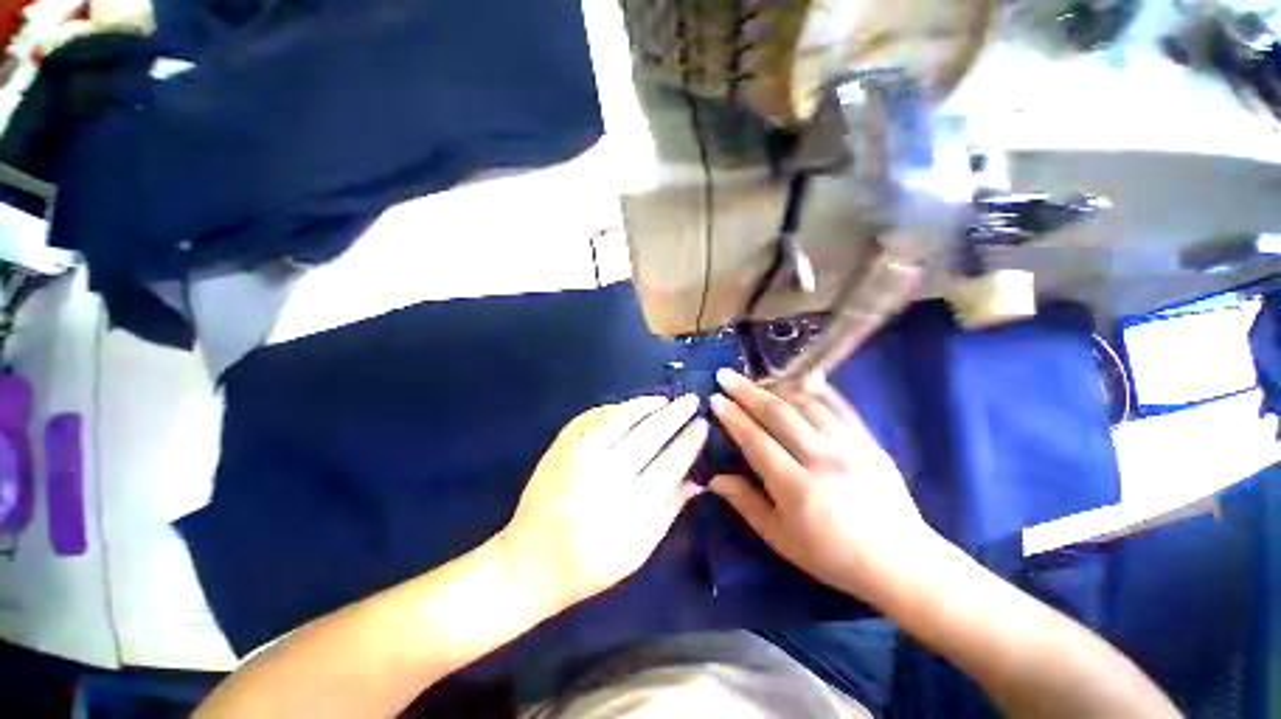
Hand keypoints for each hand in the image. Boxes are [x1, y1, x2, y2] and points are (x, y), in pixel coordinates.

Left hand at [499, 395, 707, 612]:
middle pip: (647, 435)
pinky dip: (614, 408)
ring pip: (618, 418)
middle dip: (674, 414)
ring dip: (646, 404)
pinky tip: (629, 407)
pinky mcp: (558, 448)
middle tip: (690, 400)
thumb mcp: (637, 551)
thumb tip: (696, 479)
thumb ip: (669, 511)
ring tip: (664, 399)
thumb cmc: (589, 565)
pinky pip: (591, 417)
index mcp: (626, 510)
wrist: (528, 563)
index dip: (689, 441)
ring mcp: (576, 458)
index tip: (702, 424)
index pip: (668, 464)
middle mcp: (602, 478)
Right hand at [708, 369, 943, 606]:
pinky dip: (815, 389)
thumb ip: (745, 503)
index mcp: (796, 488)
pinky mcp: (869, 440)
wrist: (899, 562)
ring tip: (756, 379)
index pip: (755, 440)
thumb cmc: (831, 556)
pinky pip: (838, 405)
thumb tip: (713, 478)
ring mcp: (850, 446)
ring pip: (806, 403)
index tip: (715, 399)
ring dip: (776, 387)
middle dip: (747, 392)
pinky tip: (799, 379)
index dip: (732, 417)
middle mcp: (822, 459)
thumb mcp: (780, 538)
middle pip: (777, 414)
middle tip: (726, 376)